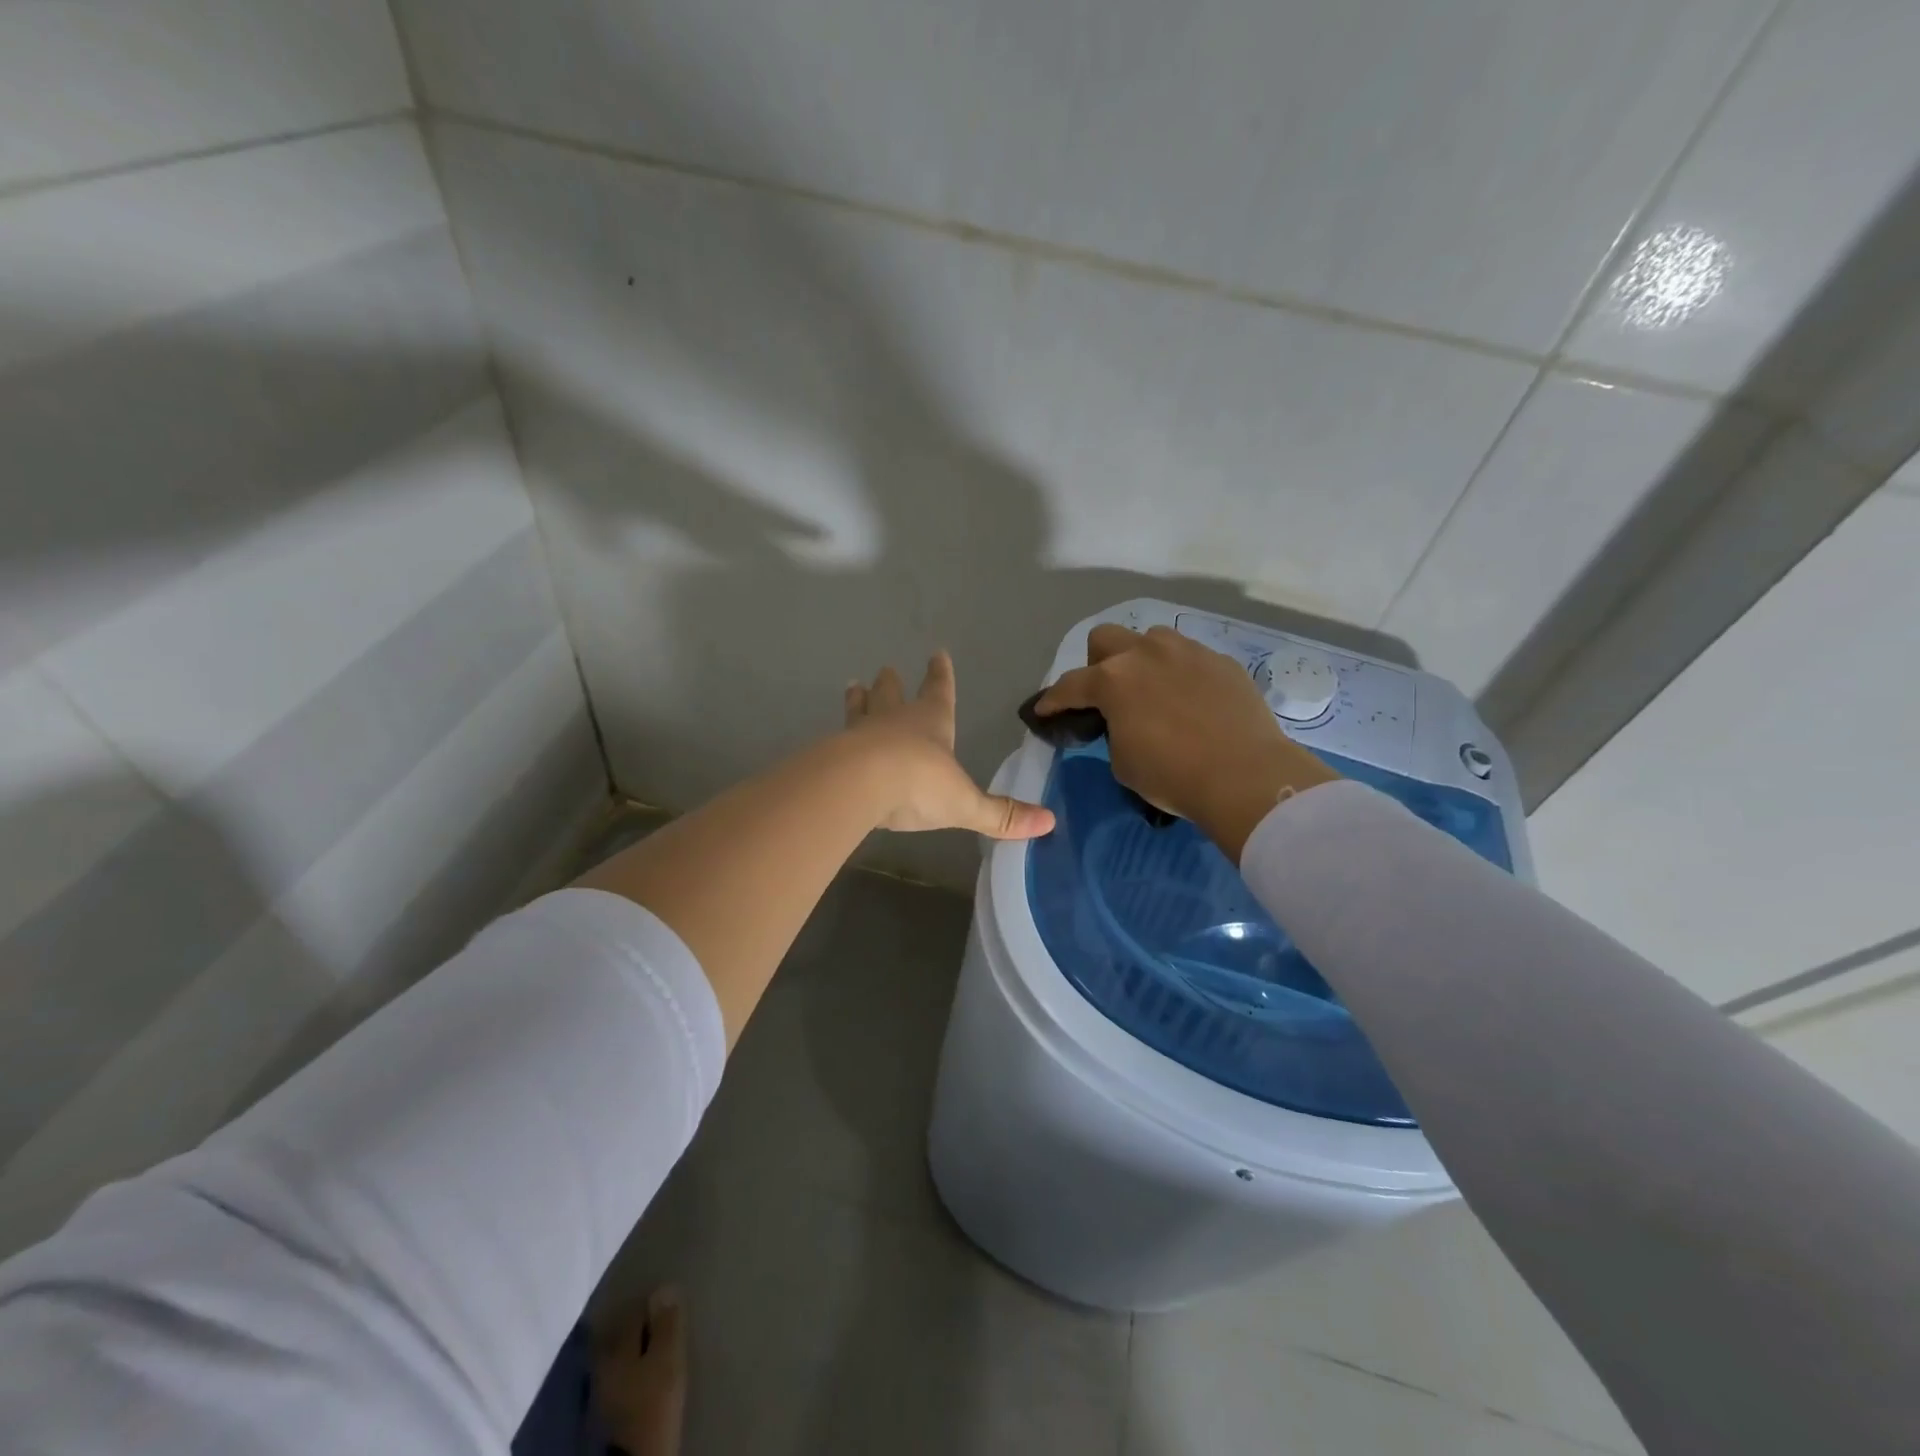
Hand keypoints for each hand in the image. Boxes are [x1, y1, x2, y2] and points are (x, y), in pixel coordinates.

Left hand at [844, 652, 1054, 838]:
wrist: (860, 784)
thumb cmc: (919, 784)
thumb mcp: (966, 804)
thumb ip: (1002, 816)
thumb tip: (1049, 823)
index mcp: (931, 723)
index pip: (939, 692)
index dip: (940, 675)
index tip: (937, 654)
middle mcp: (894, 721)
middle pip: (892, 694)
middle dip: (891, 683)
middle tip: (885, 670)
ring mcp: (860, 734)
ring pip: (860, 710)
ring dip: (858, 700)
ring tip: (852, 686)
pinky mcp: (834, 753)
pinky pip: (835, 740)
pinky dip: (835, 737)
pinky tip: (828, 740)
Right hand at [1036, 625, 1338, 860]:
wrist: (1245, 776)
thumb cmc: (1172, 775)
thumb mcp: (1122, 761)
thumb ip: (1112, 730)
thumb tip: (1122, 722)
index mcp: (1113, 680)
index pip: (1069, 685)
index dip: (1053, 701)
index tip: (1045, 712)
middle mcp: (1146, 654)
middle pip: (1105, 638)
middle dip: (1097, 663)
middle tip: (1107, 694)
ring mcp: (1187, 652)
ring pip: (1151, 640)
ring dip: (1141, 660)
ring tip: (1152, 690)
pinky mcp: (1221, 661)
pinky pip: (1189, 658)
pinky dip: (1179, 674)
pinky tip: (1190, 701)